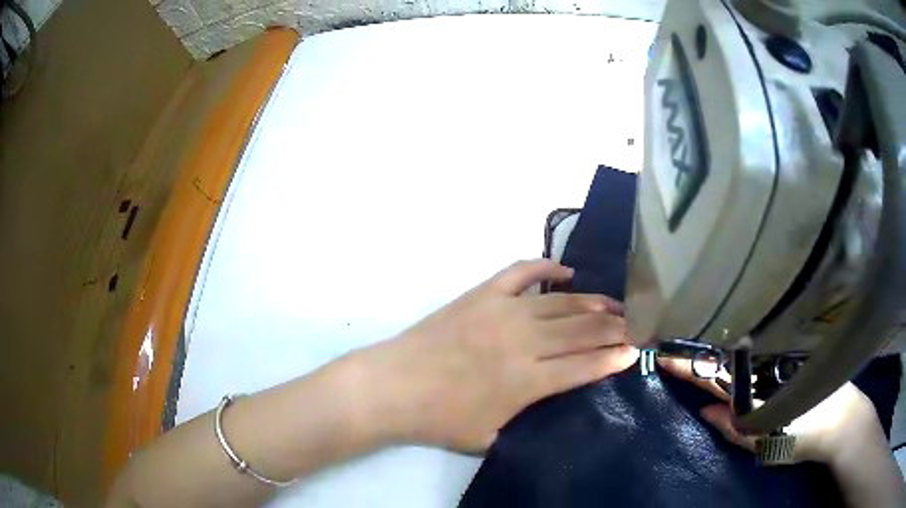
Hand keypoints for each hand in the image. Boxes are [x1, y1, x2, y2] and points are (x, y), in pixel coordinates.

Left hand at [354, 259, 637, 452]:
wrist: (393, 387)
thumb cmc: (439, 419)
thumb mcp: (490, 437)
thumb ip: (526, 420)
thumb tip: (553, 399)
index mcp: (527, 382)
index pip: (584, 366)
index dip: (613, 358)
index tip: (635, 351)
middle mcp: (523, 342)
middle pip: (581, 331)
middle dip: (614, 329)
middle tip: (635, 325)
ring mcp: (503, 312)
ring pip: (561, 303)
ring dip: (592, 304)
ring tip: (613, 305)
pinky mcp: (482, 294)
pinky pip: (521, 272)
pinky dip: (546, 267)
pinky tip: (566, 271)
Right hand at [657, 357, 884, 464]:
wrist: (842, 419)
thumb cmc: (803, 435)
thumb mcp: (766, 442)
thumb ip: (734, 427)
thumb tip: (706, 408)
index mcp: (756, 384)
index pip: (711, 370)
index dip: (685, 362)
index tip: (661, 351)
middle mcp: (764, 363)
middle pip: (724, 351)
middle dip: (697, 346)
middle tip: (671, 341)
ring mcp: (777, 356)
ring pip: (742, 347)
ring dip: (716, 343)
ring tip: (693, 338)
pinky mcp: (790, 353)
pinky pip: (759, 349)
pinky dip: (740, 347)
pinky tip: (730, 343)